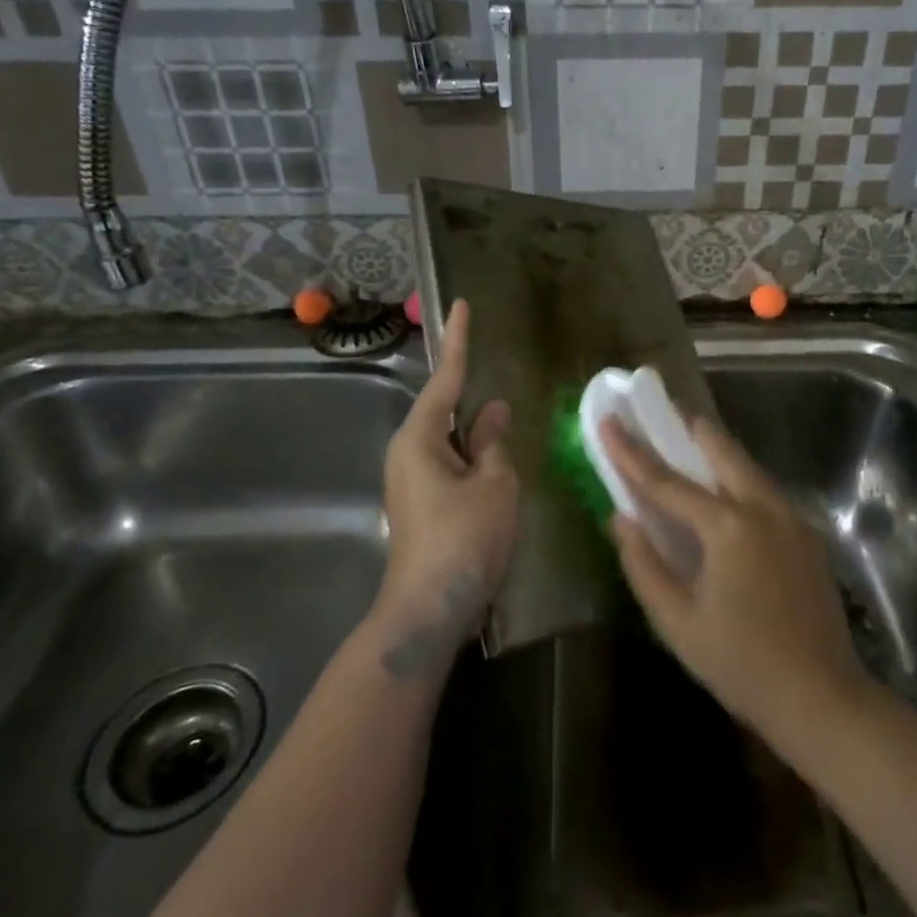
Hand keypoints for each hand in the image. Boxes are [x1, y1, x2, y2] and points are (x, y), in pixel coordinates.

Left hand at [374, 300, 518, 677]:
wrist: (429, 610)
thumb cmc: (464, 539)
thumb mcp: (494, 483)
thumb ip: (494, 441)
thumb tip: (493, 411)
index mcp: (420, 438)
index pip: (445, 377)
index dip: (459, 341)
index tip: (462, 305)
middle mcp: (408, 452)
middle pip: (447, 412)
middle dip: (475, 404)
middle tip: (503, 398)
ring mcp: (411, 481)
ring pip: (452, 442)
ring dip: (479, 439)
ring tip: (508, 443)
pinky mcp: (421, 504)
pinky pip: (451, 466)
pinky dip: (475, 461)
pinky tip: (497, 473)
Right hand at [601, 415, 868, 739]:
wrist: (822, 697)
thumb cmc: (741, 664)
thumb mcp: (677, 622)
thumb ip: (643, 564)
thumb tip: (621, 518)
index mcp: (729, 526)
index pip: (667, 480)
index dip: (631, 451)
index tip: (608, 421)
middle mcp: (764, 507)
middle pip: (720, 449)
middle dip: (686, 429)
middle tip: (658, 415)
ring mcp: (792, 517)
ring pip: (746, 465)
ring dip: (714, 451)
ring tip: (686, 444)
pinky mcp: (807, 533)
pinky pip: (763, 489)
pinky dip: (736, 478)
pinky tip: (722, 494)